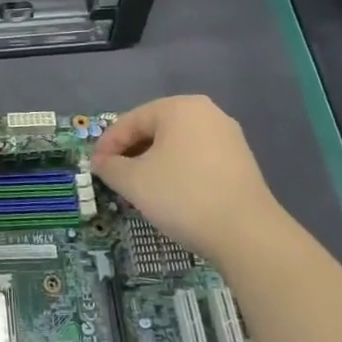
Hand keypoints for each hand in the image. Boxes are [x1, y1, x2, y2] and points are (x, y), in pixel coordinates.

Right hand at [92, 96, 279, 262]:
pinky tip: (170, 195)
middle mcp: (207, 113)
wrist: (247, 234)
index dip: (108, 144)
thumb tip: (100, 163)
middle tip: (114, 177)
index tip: (94, 167)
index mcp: (179, 107)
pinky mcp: (241, 162)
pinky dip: (177, 172)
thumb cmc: (183, 196)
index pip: (131, 120)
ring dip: (153, 163)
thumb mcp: (134, 181)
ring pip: (177, 146)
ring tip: (139, 188)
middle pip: (155, 130)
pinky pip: (197, 159)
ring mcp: (228, 137)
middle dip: (131, 153)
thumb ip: (110, 167)